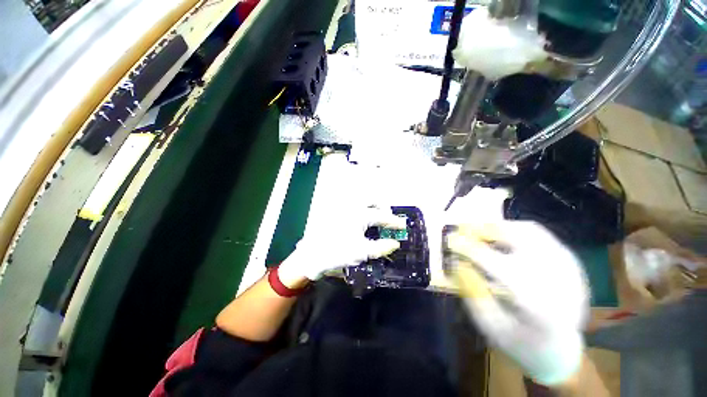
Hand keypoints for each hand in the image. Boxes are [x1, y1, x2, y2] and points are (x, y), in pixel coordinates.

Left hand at [279, 206, 406, 282]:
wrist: (311, 255)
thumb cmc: (337, 253)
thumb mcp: (362, 252)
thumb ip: (381, 247)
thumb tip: (395, 243)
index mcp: (359, 215)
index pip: (382, 216)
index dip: (394, 221)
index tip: (402, 225)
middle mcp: (352, 206)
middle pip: (372, 200)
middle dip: (383, 208)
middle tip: (387, 219)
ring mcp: (342, 207)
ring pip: (362, 200)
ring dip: (372, 206)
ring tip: (376, 218)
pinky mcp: (335, 210)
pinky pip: (353, 204)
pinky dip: (362, 208)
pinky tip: (362, 219)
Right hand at [447, 221, 588, 385]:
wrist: (562, 350)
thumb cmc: (521, 342)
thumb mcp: (490, 325)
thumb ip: (472, 292)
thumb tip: (457, 261)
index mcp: (539, 306)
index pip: (499, 266)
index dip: (471, 249)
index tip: (450, 241)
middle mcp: (560, 281)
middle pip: (520, 240)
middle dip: (485, 231)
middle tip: (463, 230)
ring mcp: (569, 269)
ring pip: (530, 231)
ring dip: (499, 227)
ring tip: (479, 231)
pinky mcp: (571, 262)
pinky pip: (540, 235)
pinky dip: (515, 230)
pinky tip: (500, 237)